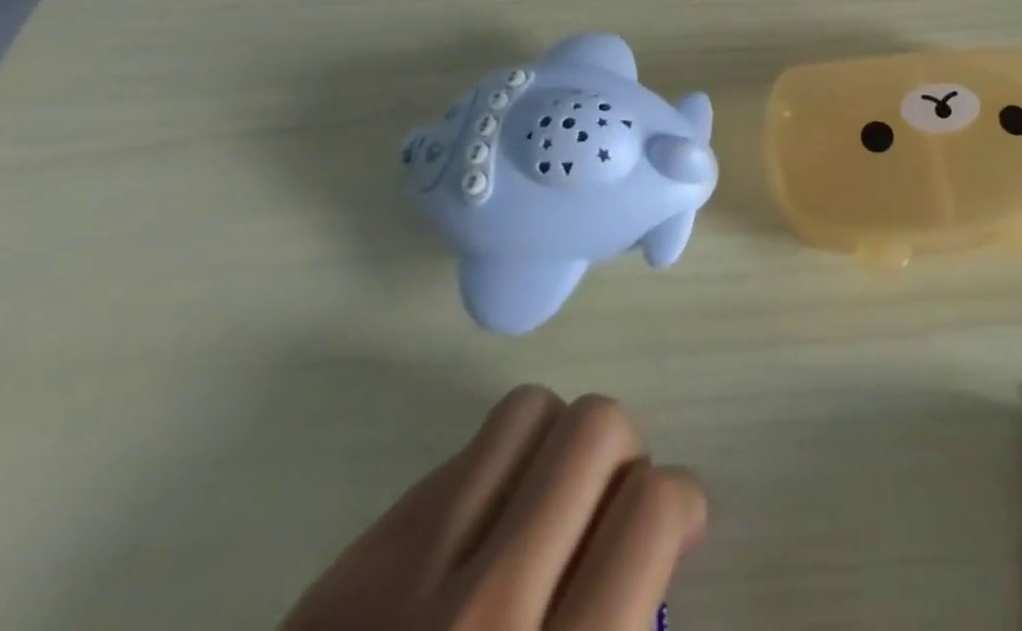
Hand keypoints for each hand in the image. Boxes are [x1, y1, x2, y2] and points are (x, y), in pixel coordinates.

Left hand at [283, 387, 705, 630]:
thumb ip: (631, 624)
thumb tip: (664, 530)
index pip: (653, 505)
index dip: (679, 505)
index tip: (666, 536)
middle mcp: (486, 618)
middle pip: (595, 428)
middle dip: (621, 458)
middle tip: (605, 515)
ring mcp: (401, 588)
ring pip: (527, 412)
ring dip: (553, 450)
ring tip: (543, 509)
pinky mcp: (342, 578)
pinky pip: (456, 460)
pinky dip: (489, 483)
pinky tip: (475, 546)